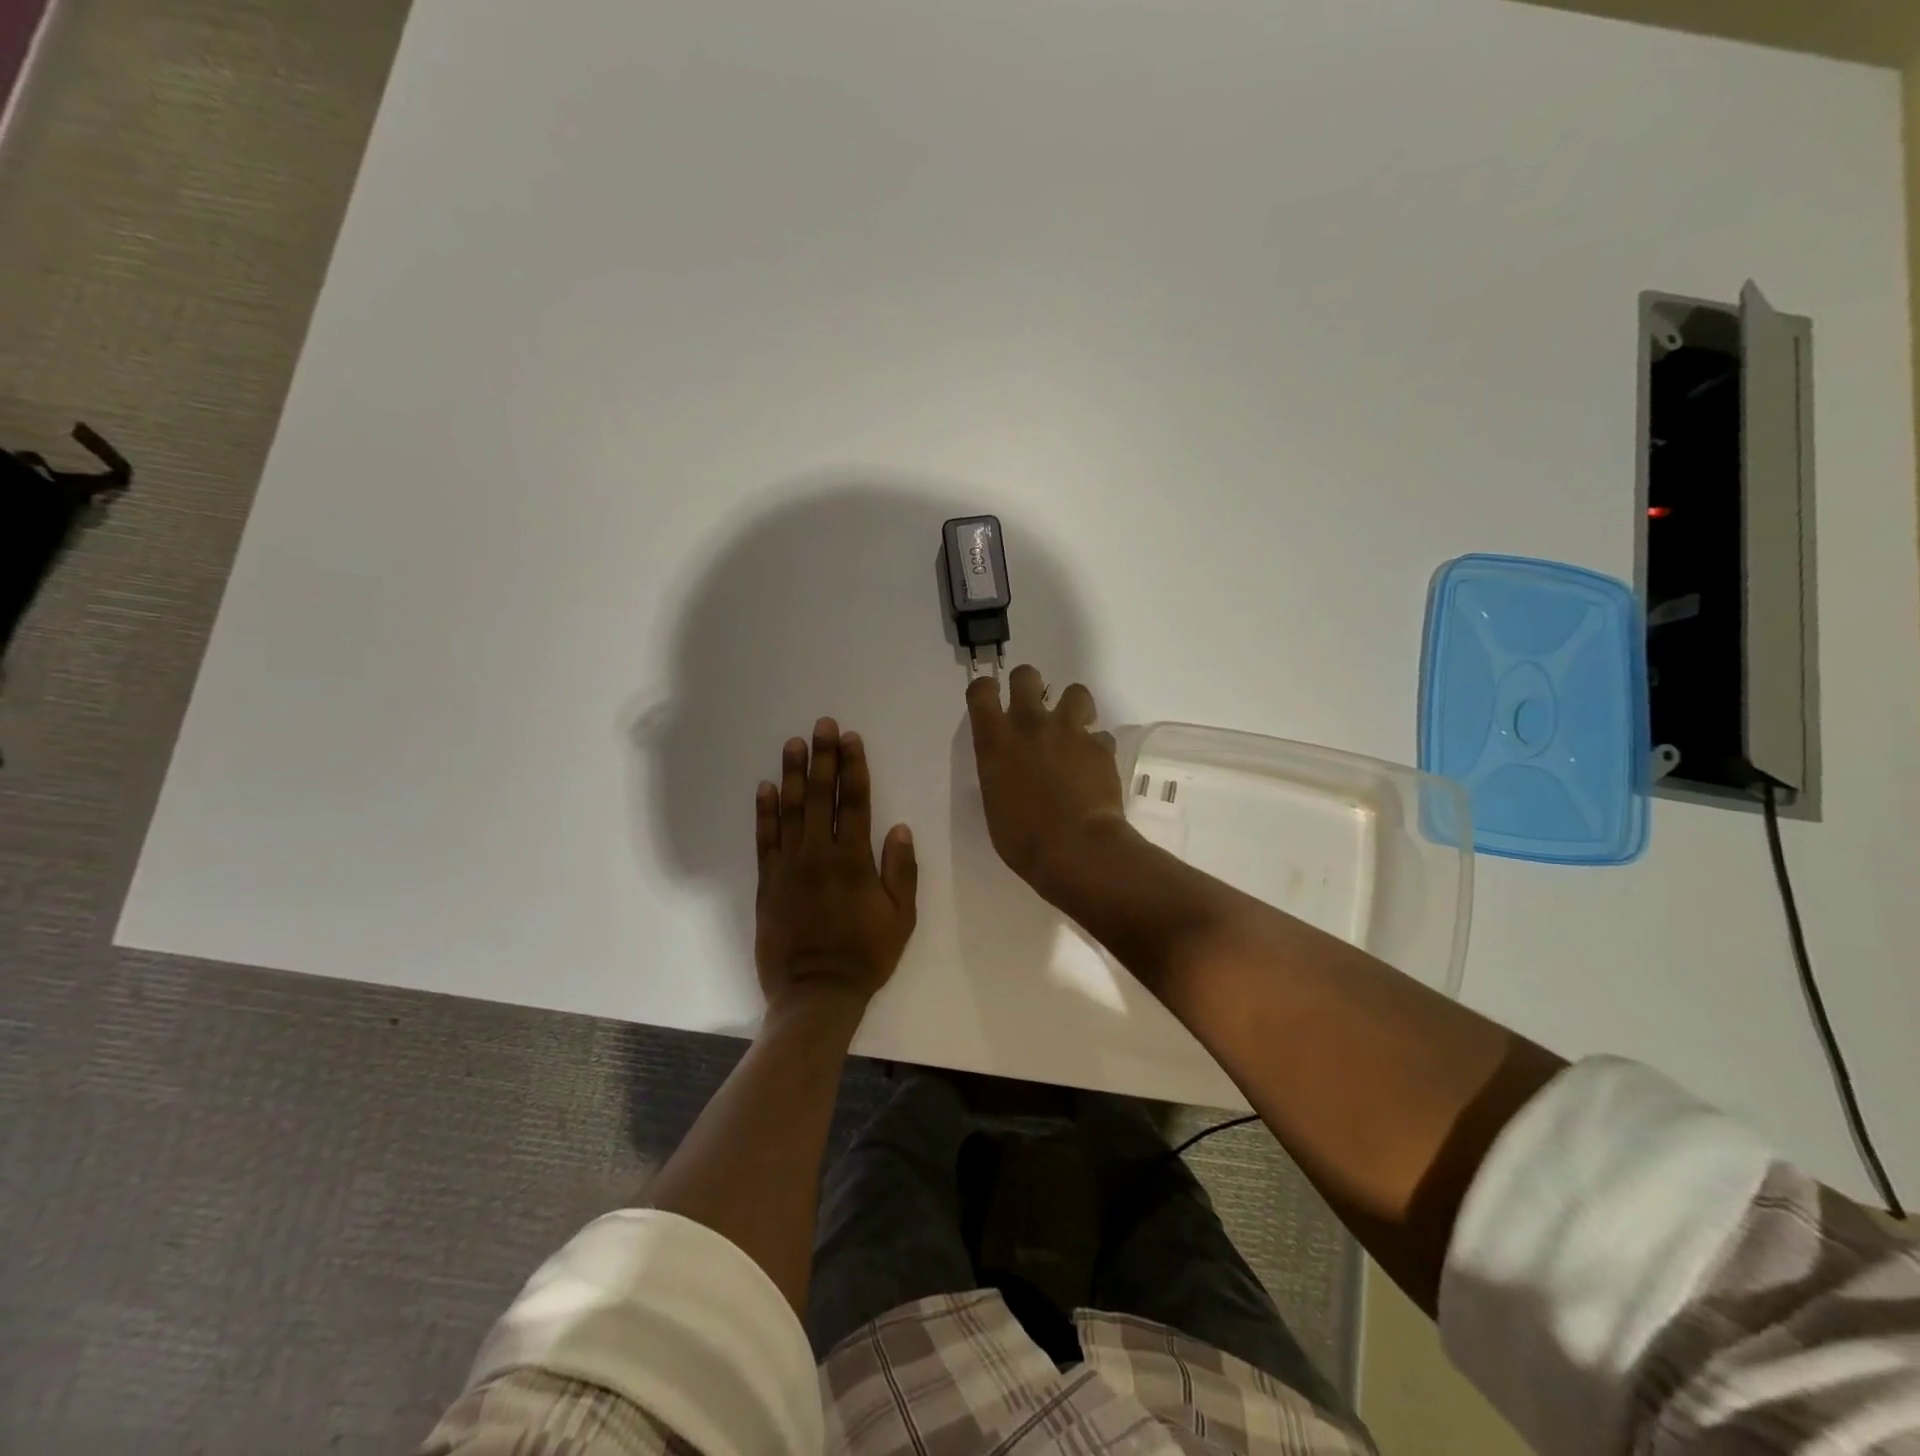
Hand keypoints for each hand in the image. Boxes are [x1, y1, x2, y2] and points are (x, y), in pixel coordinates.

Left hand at [755, 718, 917, 1010]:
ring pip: (790, 810)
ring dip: (793, 774)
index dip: (854, 767)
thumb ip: (901, 871)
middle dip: (823, 758)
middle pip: (821, 796)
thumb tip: (898, 827)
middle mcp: (819, 854)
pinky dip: (764, 811)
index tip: (851, 739)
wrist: (815, 993)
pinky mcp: (767, 882)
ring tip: (794, 743)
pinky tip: (765, 786)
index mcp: (854, 860)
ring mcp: (789, 866)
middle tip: (823, 725)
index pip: (855, 802)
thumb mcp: (901, 918)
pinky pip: (764, 839)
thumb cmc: (865, 956)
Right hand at [966, 665, 1133, 896]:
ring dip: (1073, 707)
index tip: (991, 698)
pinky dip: (1096, 748)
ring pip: (1075, 692)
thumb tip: (1012, 769)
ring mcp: (1069, 731)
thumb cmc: (1022, 838)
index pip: (981, 691)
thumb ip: (1000, 772)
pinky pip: (1100, 735)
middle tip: (1033, 708)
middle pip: (1026, 676)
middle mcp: (1029, 725)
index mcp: (995, 741)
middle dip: (1028, 685)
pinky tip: (1094, 768)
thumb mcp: (995, 802)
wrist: (1075, 849)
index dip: (986, 690)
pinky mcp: (1101, 746)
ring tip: (1073, 729)